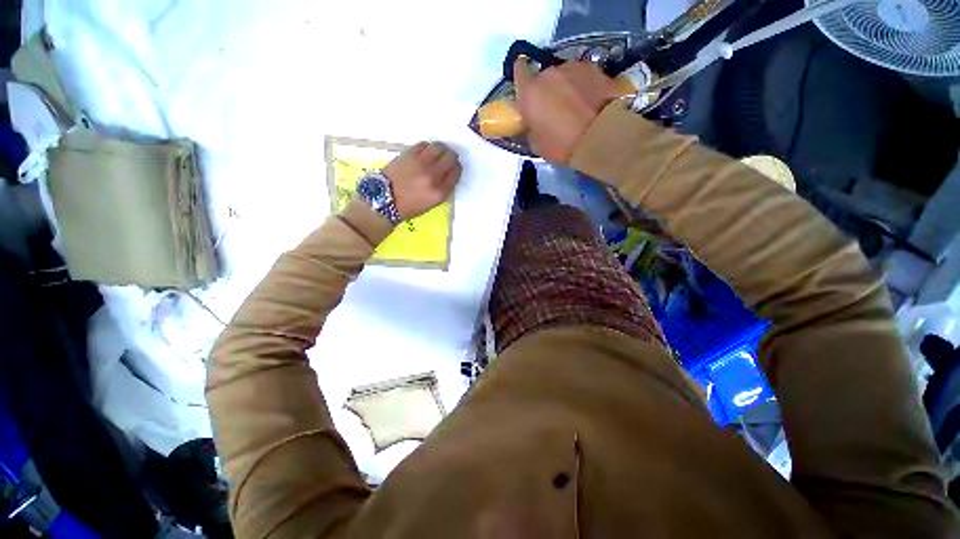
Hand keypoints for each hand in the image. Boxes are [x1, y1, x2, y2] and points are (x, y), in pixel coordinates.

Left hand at [383, 141, 460, 219]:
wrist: (386, 200)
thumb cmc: (410, 205)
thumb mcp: (433, 203)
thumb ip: (443, 188)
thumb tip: (448, 173)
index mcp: (440, 191)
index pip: (456, 172)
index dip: (456, 168)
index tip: (452, 167)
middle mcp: (433, 176)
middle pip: (450, 157)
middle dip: (451, 157)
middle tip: (447, 158)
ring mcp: (421, 163)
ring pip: (439, 147)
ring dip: (441, 149)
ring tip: (437, 153)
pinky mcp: (409, 154)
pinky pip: (424, 144)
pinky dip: (428, 147)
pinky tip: (425, 152)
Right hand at [513, 58, 624, 163]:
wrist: (602, 136)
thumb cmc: (562, 144)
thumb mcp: (536, 144)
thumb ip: (530, 126)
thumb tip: (531, 122)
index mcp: (530, 91)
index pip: (519, 70)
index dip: (522, 77)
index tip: (526, 88)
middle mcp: (550, 73)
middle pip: (544, 76)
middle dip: (547, 88)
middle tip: (553, 107)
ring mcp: (575, 67)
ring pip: (565, 75)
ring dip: (567, 86)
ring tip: (576, 105)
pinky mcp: (596, 69)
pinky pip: (584, 77)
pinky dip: (584, 86)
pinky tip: (590, 102)